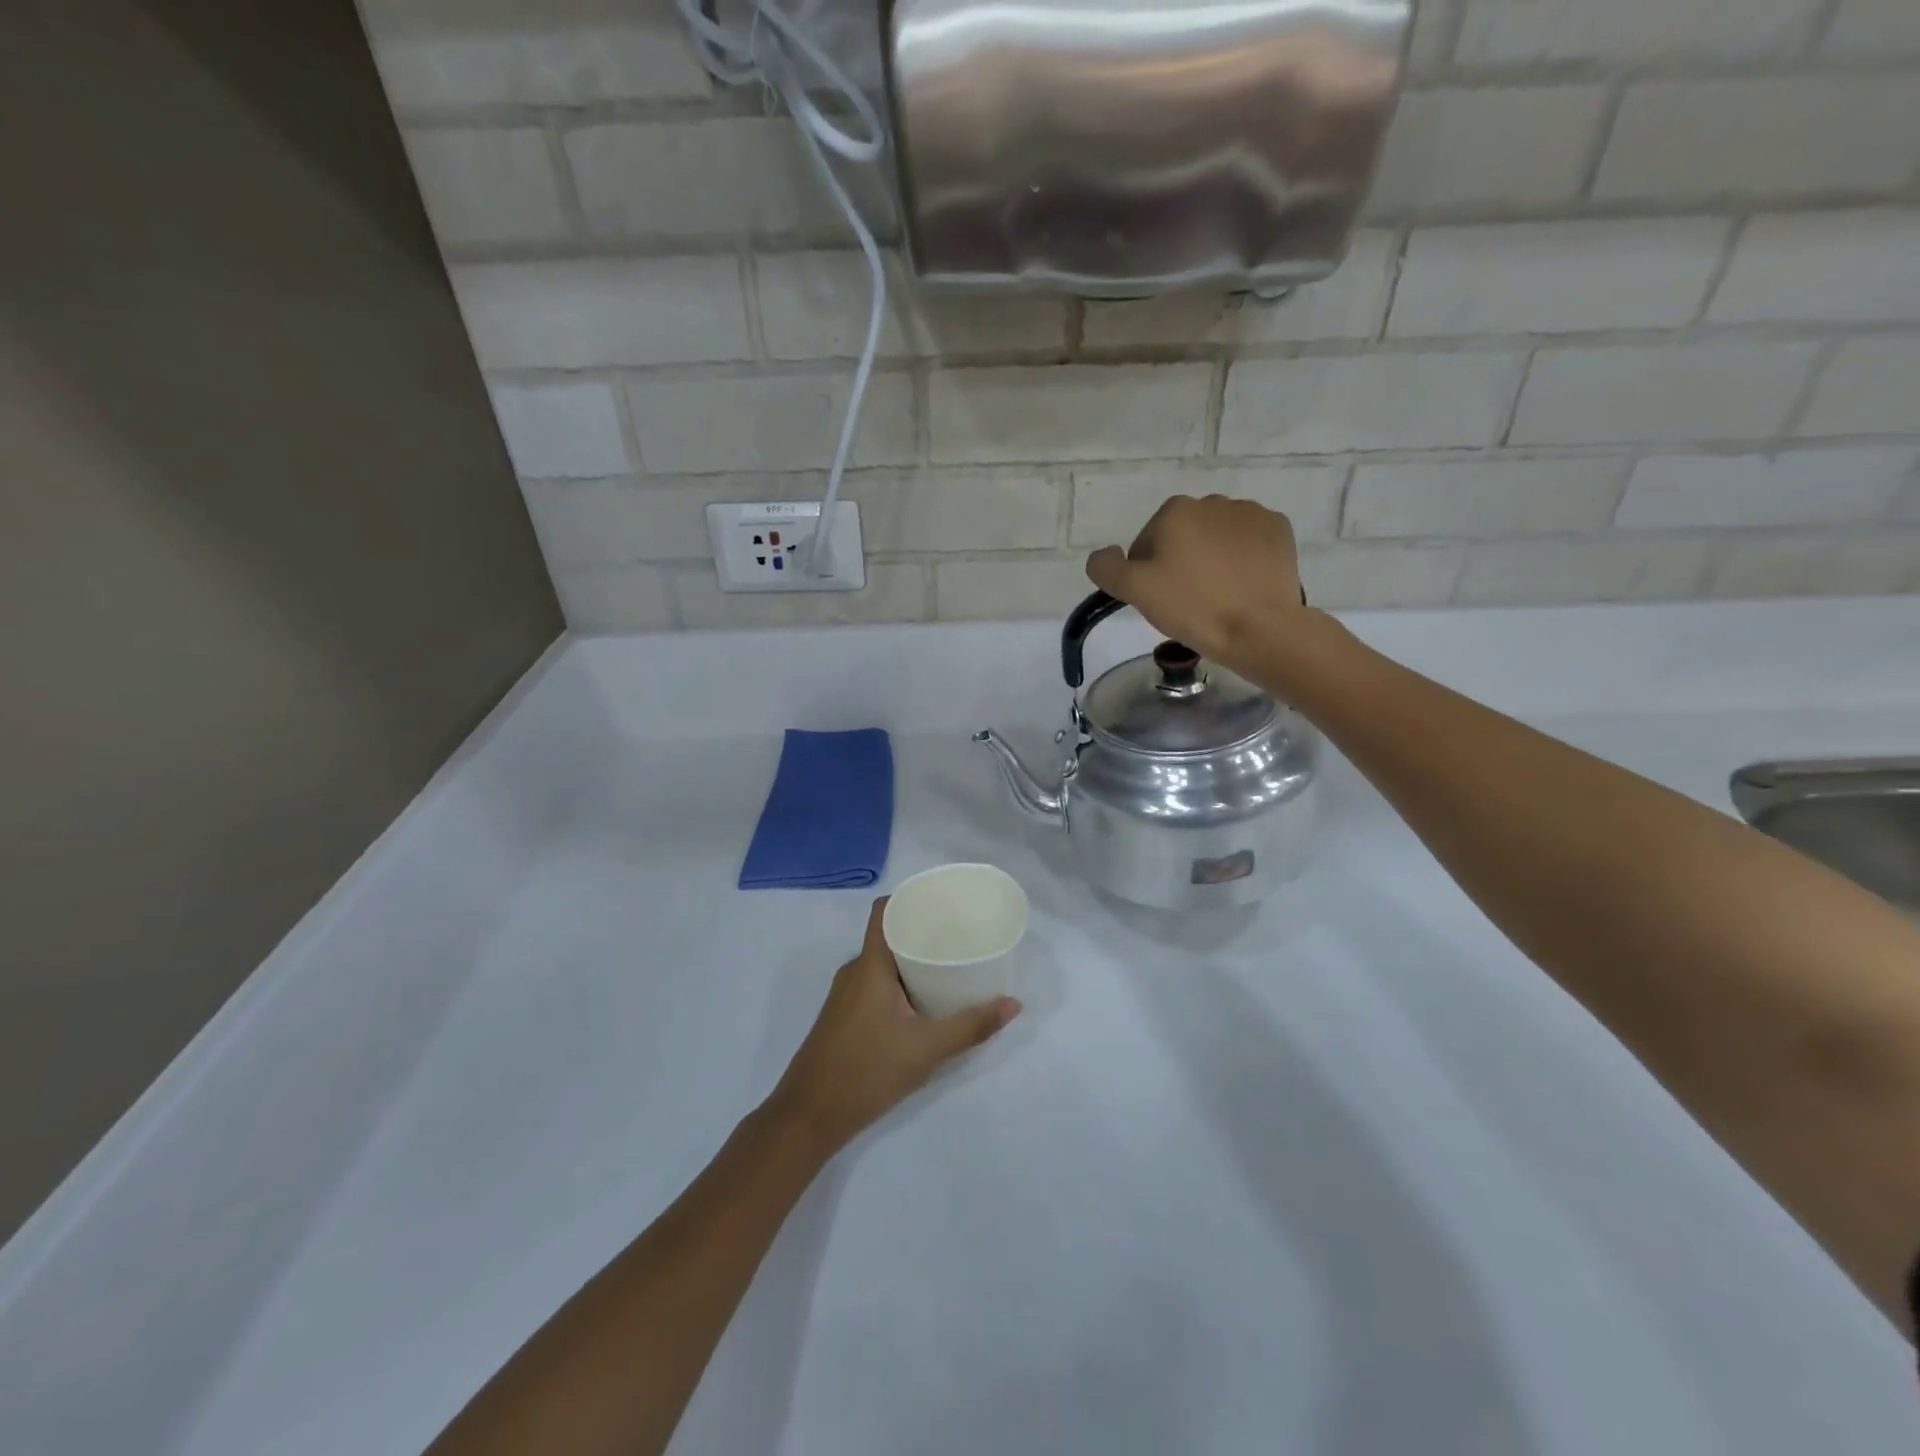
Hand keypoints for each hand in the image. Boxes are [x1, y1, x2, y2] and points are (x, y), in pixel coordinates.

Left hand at [767, 898, 1019, 1154]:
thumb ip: (971, 1026)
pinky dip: (899, 982)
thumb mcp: (926, 1050)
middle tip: (960, 936)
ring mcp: (845, 995)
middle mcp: (854, 971)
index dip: (911, 898)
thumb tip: (1013, 1004)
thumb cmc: (866, 1071)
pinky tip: (923, 1001)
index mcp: (870, 965)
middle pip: (888, 935)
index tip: (943, 901)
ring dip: (912, 960)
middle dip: (922, 931)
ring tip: (949, 965)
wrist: (808, 1117)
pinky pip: (875, 983)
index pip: (885, 910)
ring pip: (882, 963)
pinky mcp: (843, 1016)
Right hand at [1085, 495, 1307, 674]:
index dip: (1146, 573)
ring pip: (1216, 538)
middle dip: (1180, 562)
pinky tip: (1242, 586)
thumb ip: (1106, 568)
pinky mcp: (1279, 531)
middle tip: (1186, 601)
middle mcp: (1213, 502)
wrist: (1259, 628)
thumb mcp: (1135, 591)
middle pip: (1182, 536)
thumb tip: (1103, 554)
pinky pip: (1249, 542)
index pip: (1146, 543)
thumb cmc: (1192, 607)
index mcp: (1175, 511)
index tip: (1158, 600)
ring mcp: (1251, 513)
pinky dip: (1242, 559)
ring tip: (1217, 595)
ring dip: (1211, 559)